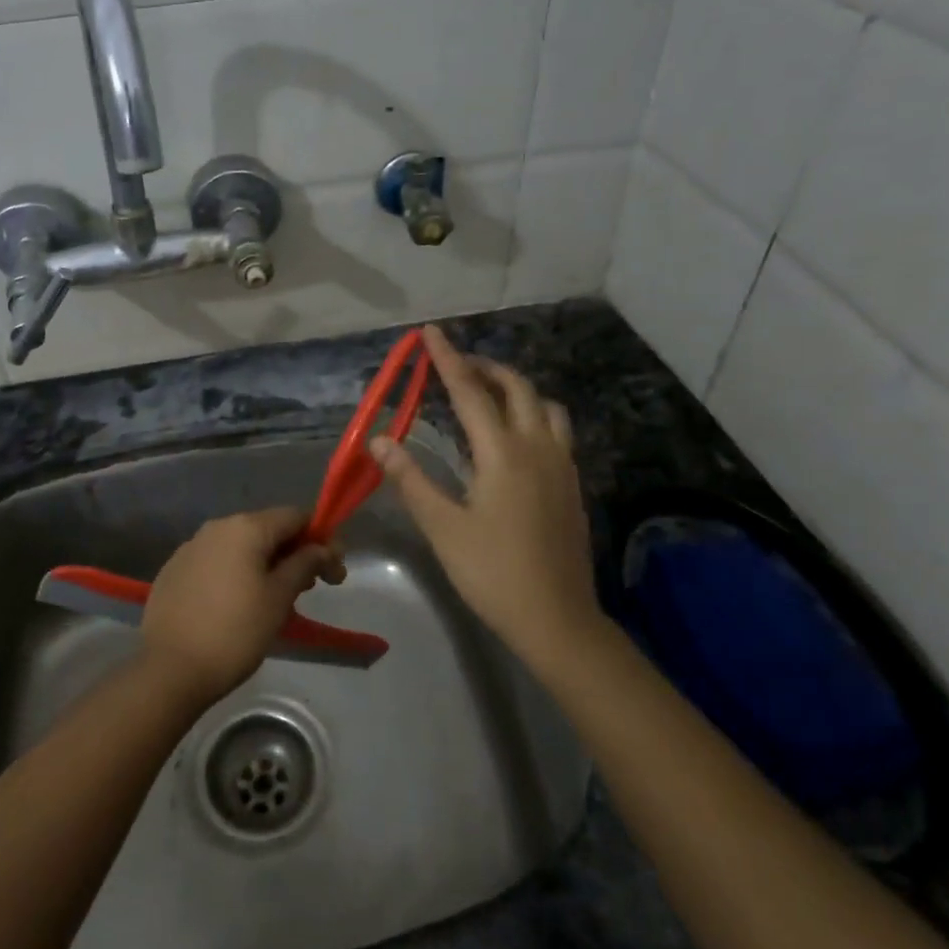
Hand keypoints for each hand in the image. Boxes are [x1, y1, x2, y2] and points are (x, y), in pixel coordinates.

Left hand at [139, 508, 344, 703]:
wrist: (169, 669)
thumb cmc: (235, 632)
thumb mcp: (279, 598)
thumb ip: (305, 564)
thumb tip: (321, 548)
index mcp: (245, 527)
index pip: (295, 516)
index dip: (321, 538)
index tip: (334, 572)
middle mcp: (217, 527)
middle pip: (267, 529)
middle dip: (294, 553)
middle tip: (309, 588)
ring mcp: (191, 547)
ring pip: (241, 546)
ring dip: (265, 564)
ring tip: (276, 600)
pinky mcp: (174, 570)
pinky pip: (216, 562)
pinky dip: (236, 574)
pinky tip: (239, 605)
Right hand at [369, 325, 601, 668]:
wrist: (557, 618)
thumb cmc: (492, 572)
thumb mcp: (442, 527)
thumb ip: (410, 478)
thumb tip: (378, 440)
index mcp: (502, 453)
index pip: (469, 391)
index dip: (447, 358)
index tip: (430, 331)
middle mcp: (537, 447)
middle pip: (516, 387)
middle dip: (484, 367)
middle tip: (454, 366)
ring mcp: (561, 464)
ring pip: (545, 405)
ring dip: (515, 388)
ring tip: (487, 395)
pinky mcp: (571, 483)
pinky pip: (556, 429)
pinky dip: (533, 413)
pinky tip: (514, 436)